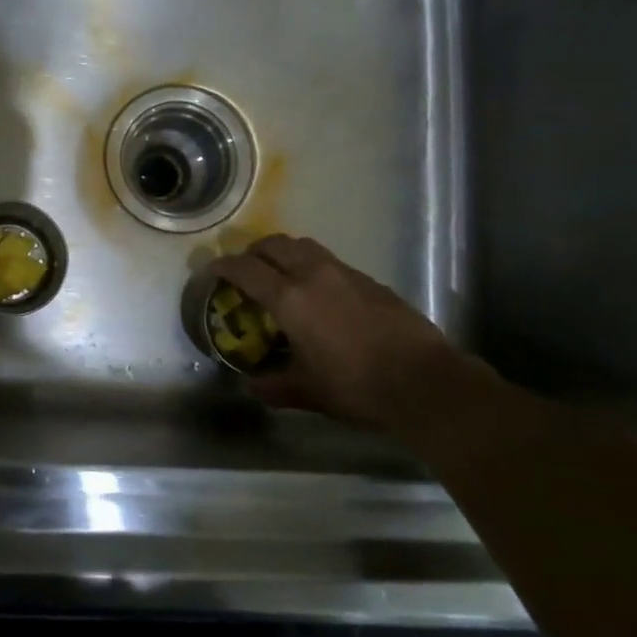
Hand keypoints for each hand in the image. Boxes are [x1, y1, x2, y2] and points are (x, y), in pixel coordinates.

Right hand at [209, 235, 481, 430]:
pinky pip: (330, 261)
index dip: (224, 267)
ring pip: (305, 246)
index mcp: (290, 298)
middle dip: (254, 252)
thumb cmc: (356, 386)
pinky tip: (319, 295)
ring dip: (284, 254)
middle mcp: (314, 275)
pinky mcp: (371, 281)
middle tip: (246, 271)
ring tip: (280, 276)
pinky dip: (312, 267)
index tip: (212, 271)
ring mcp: (346, 273)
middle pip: (275, 244)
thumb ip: (273, 386)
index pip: (246, 269)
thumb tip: (251, 385)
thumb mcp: (308, 391)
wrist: (424, 381)